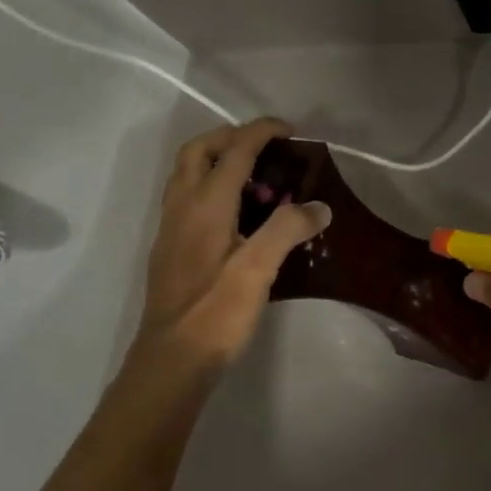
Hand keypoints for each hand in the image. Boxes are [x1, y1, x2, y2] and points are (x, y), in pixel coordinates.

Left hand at [130, 118, 330, 374]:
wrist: (172, 360)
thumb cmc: (216, 312)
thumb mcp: (259, 269)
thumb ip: (288, 230)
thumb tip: (319, 206)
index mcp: (205, 205)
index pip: (233, 151)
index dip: (261, 132)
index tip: (290, 131)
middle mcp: (182, 208)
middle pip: (198, 152)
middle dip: (231, 138)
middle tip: (266, 148)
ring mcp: (172, 229)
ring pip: (188, 174)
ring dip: (218, 161)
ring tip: (258, 178)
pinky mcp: (172, 249)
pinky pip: (189, 198)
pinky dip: (213, 187)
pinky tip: (240, 216)